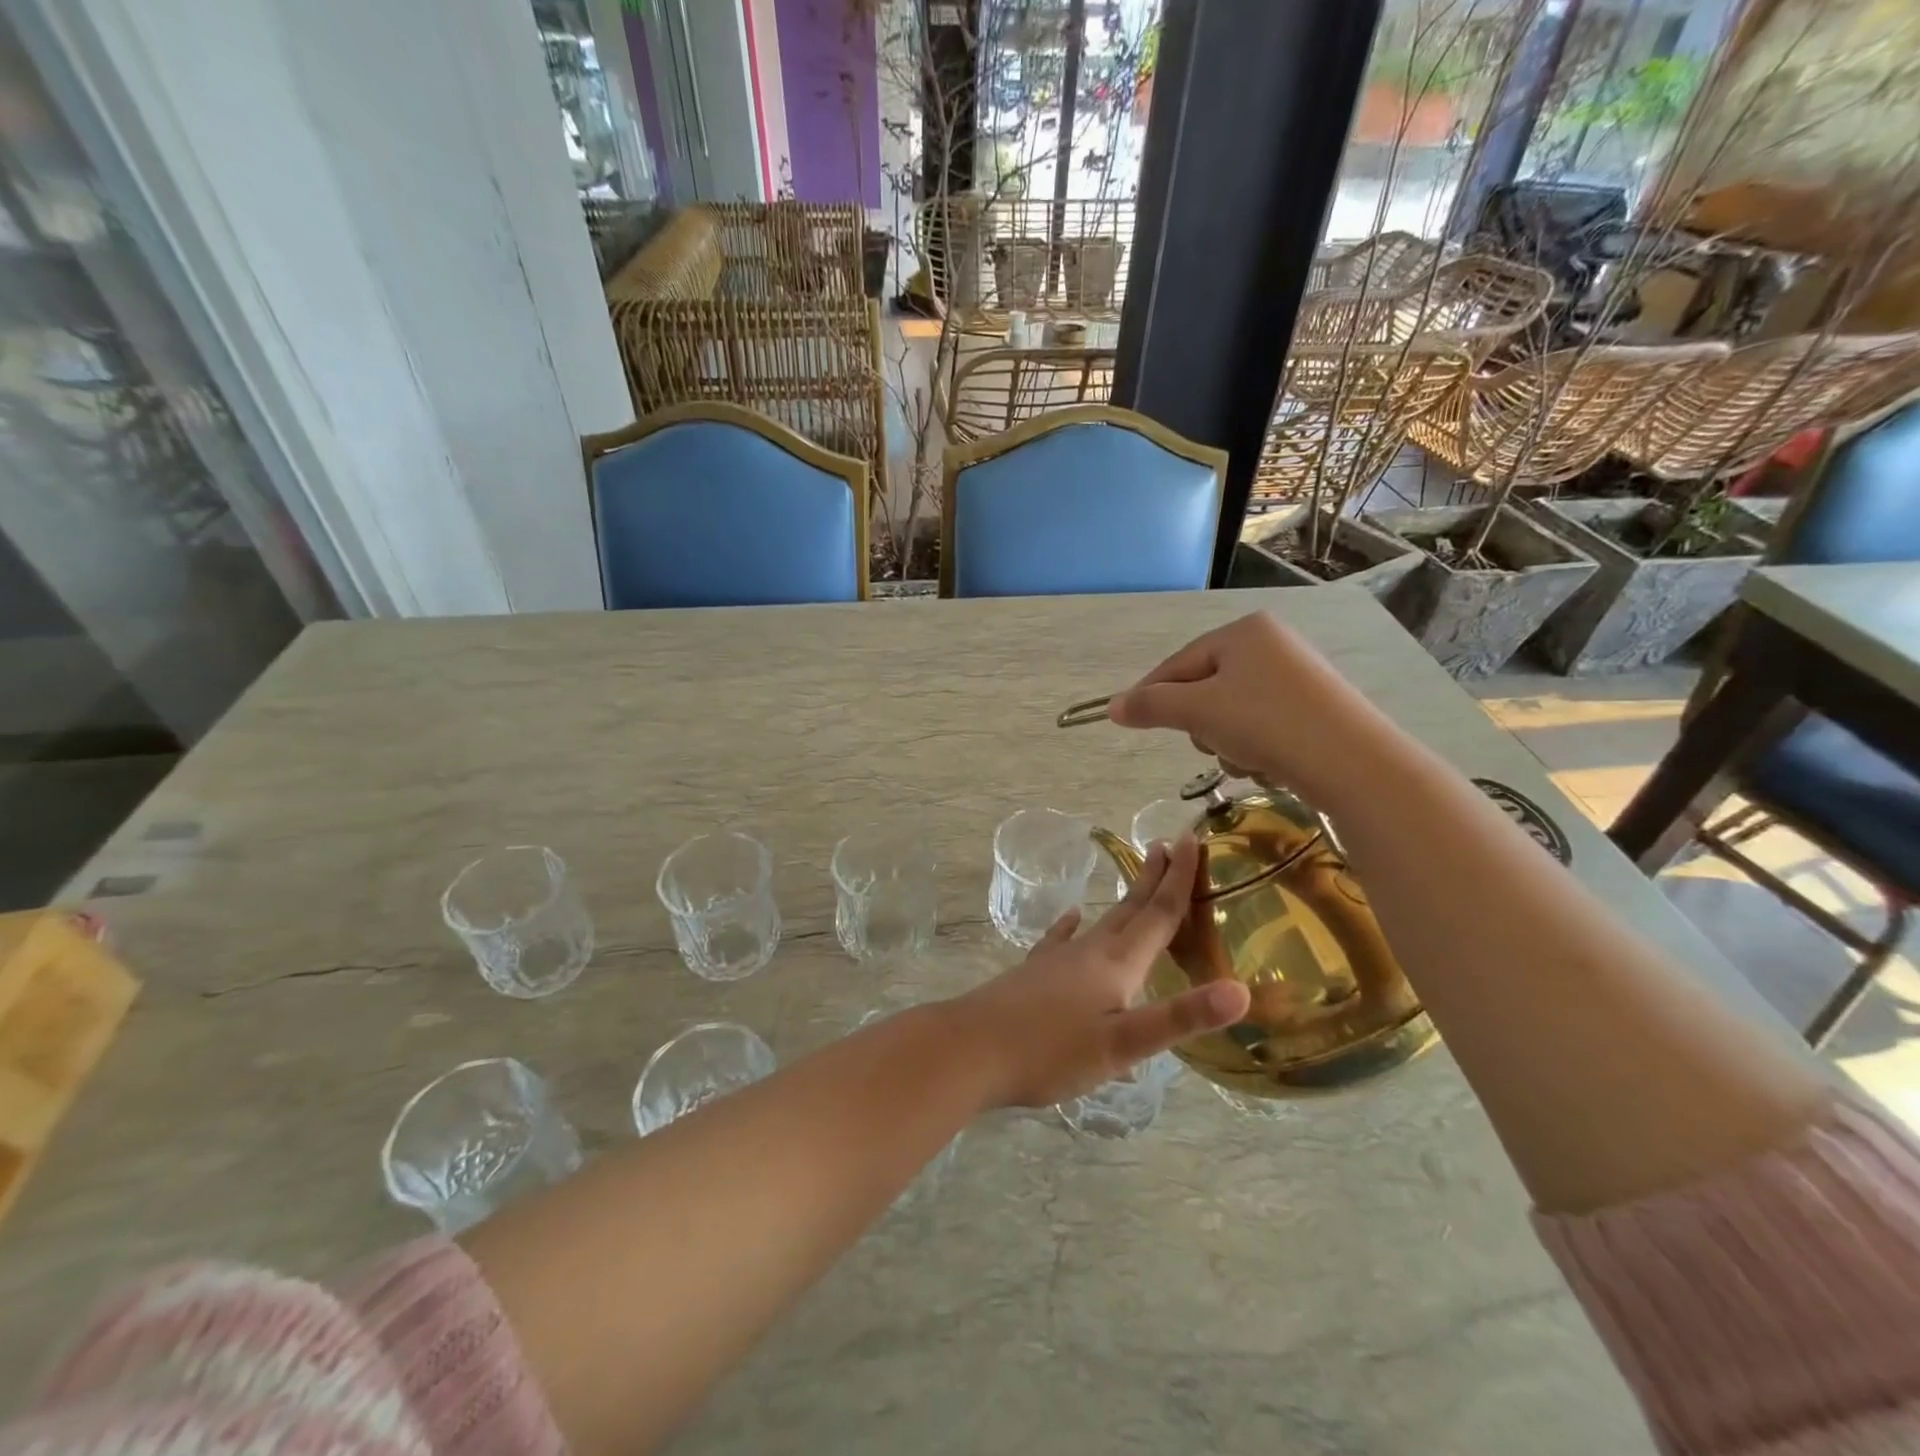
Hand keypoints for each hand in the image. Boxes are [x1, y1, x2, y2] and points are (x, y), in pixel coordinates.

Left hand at [949, 836, 1250, 1107]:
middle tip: (1169, 843)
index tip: (1191, 837)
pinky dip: (1072, 926)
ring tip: (1137, 878)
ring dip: (1124, 899)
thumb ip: (1180, 1017)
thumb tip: (1242, 990)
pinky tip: (1071, 918)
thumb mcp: (1124, 1044)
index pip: (1158, 913)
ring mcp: (1058, 960)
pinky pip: (1062, 940)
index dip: (1179, 878)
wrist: (971, 1049)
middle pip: (1130, 908)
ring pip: (1101, 922)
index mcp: (1117, 964)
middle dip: (1154, 877)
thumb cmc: (1051, 1051)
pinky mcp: (1035, 974)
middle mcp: (1090, 952)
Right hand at [1106, 611, 1387, 803]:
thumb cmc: (1266, 724)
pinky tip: (1270, 765)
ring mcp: (1296, 675)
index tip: (1130, 723)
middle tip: (1214, 744)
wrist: (1353, 763)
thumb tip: (1112, 707)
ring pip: (1232, 712)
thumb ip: (1151, 706)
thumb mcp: (1198, 712)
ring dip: (1228, 742)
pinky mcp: (1314, 707)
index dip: (1151, 695)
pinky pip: (1262, 724)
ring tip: (1248, 760)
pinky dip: (1257, 747)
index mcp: (1242, 632)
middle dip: (1201, 724)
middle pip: (1205, 688)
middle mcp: (1271, 644)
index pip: (1178, 663)